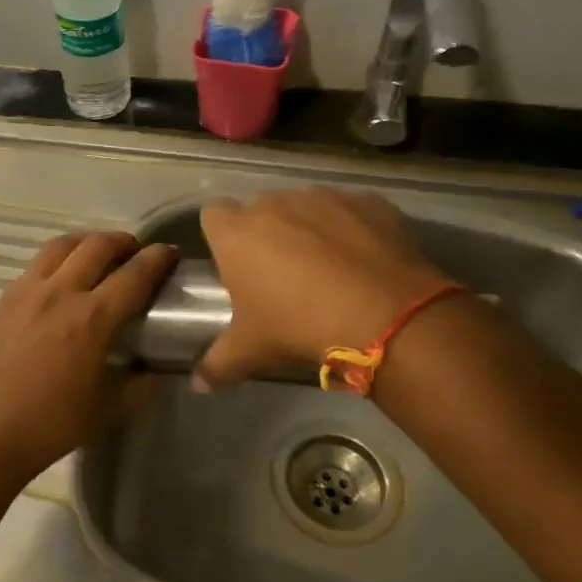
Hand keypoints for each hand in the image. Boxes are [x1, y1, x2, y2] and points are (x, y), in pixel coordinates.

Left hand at [0, 232, 177, 484]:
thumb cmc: (50, 426)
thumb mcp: (109, 410)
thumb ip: (142, 385)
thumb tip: (162, 368)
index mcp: (92, 318)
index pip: (134, 274)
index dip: (157, 259)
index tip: (170, 253)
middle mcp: (60, 292)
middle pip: (97, 246)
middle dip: (123, 242)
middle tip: (136, 252)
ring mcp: (26, 291)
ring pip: (62, 246)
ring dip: (87, 242)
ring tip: (98, 255)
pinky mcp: (3, 298)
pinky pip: (36, 265)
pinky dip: (58, 260)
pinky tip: (60, 280)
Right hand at [194, 188, 452, 390]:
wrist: (384, 315)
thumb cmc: (298, 326)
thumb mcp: (251, 351)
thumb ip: (217, 365)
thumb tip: (198, 384)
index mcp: (236, 233)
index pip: (212, 216)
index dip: (222, 237)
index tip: (234, 262)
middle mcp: (274, 204)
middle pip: (261, 210)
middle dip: (267, 233)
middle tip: (281, 274)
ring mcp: (323, 197)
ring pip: (306, 206)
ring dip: (309, 228)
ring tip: (327, 268)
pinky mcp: (366, 201)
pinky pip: (350, 210)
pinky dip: (351, 228)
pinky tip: (364, 261)